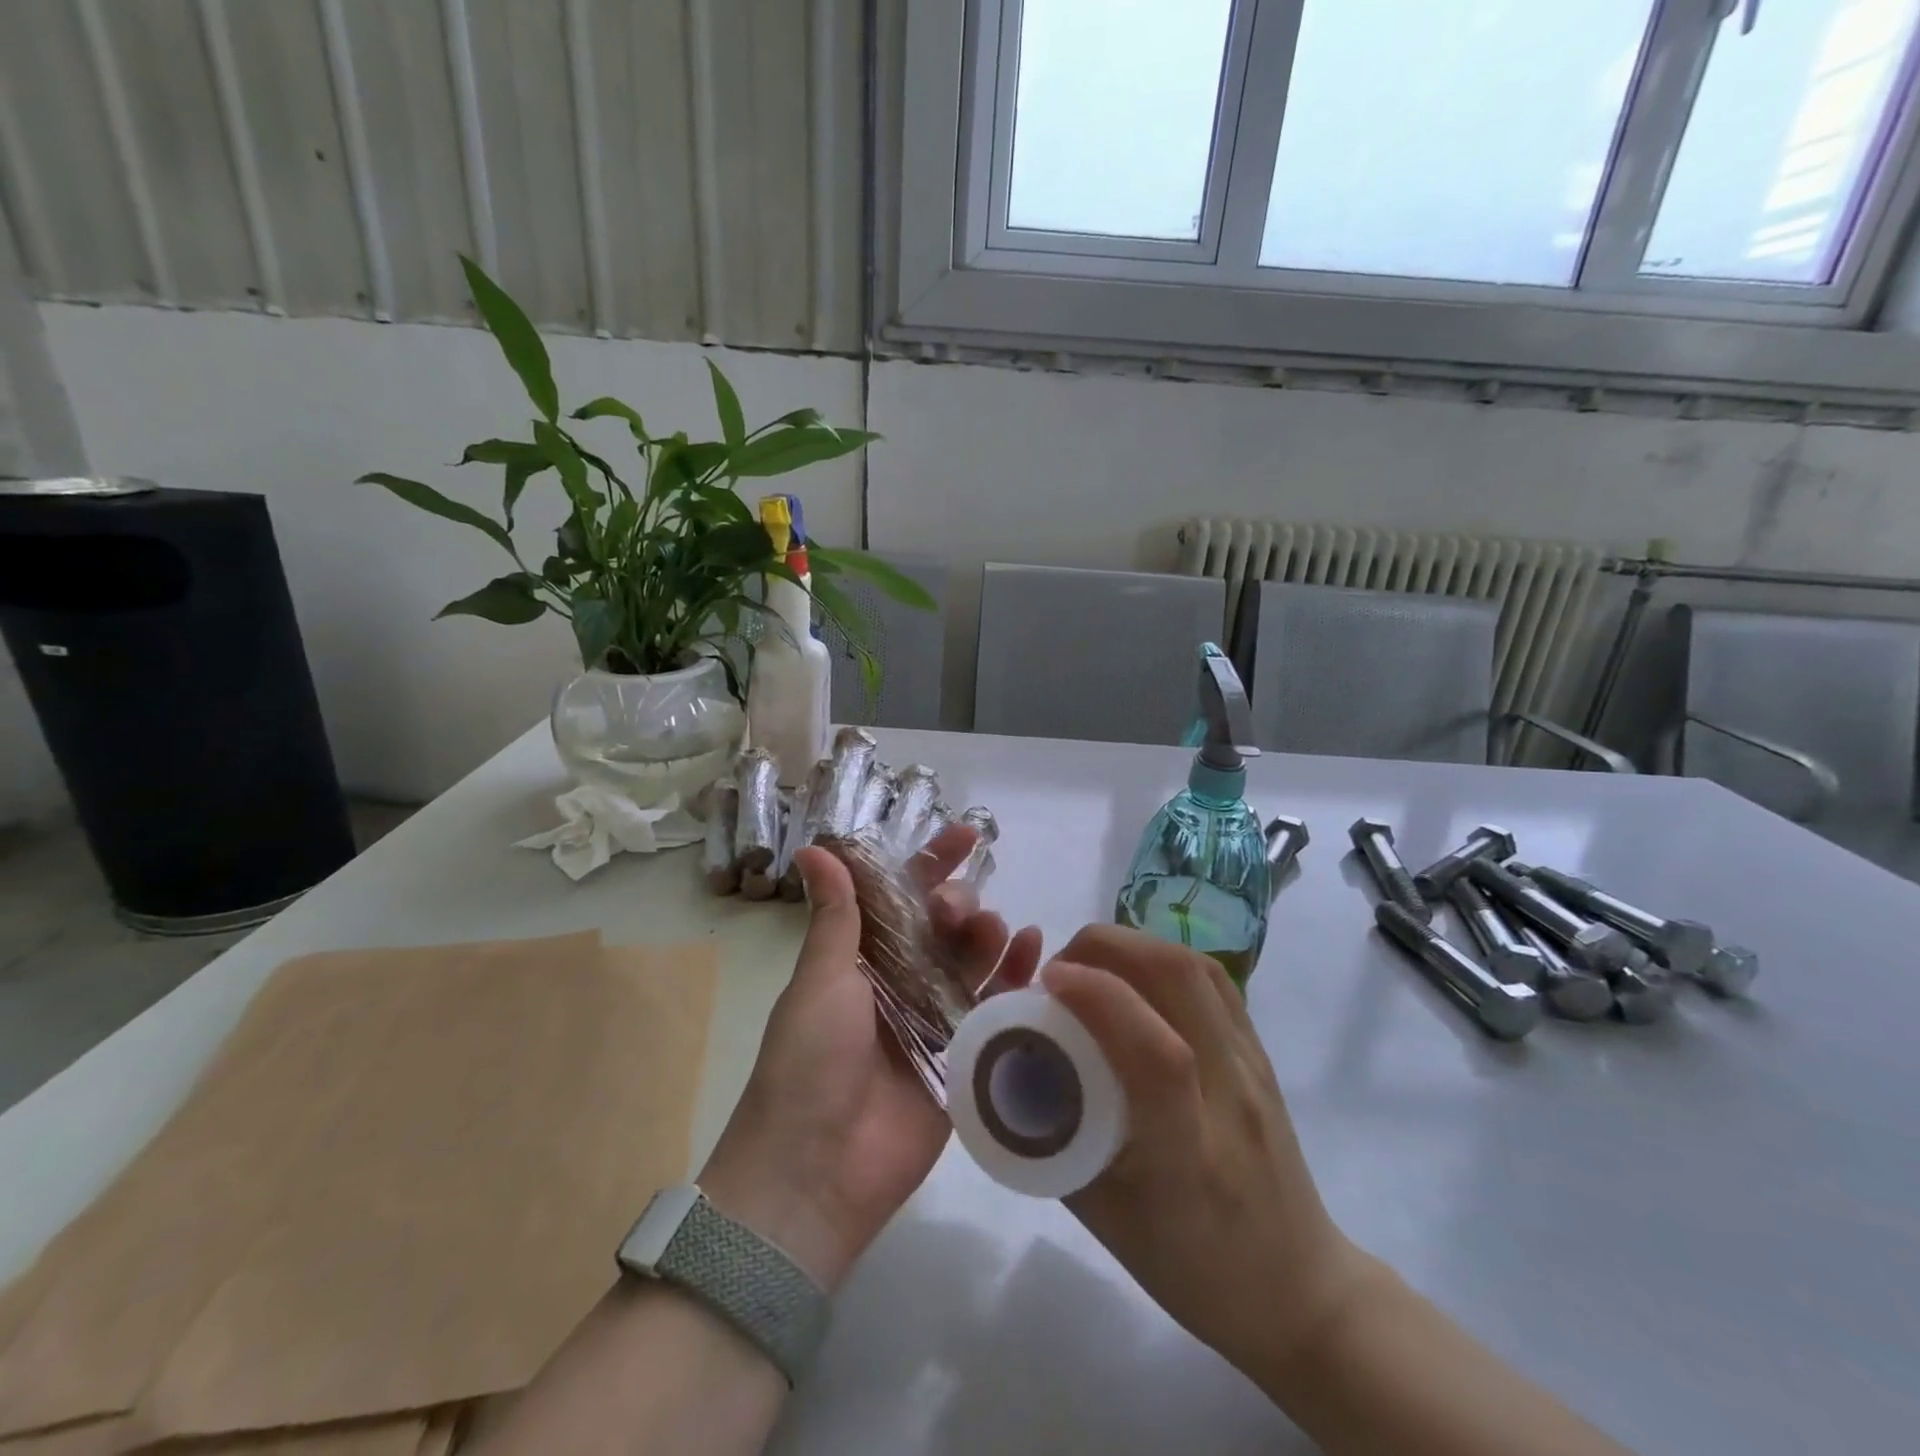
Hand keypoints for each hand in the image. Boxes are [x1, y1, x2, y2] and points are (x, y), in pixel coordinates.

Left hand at [699, 825, 1042, 1291]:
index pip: (901, 897)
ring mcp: (934, 1022)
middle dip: (959, 904)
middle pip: (944, 928)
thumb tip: (815, 847)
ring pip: (973, 963)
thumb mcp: (820, 980)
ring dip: (989, 937)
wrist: (814, 1174)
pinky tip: (1034, 953)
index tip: (965, 835)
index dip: (931, 864)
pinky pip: (996, 1010)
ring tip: (997, 929)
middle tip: (959, 910)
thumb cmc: (808, 1062)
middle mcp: (901, 984)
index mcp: (862, 960)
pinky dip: (1016, 979)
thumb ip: (835, 915)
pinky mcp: (964, 1061)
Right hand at [1041, 926, 1367, 1388]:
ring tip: (1091, 966)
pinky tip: (1133, 977)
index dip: (1098, 997)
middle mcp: (1231, 1095)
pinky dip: (1161, 957)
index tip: (1047, 982)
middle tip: (1059, 969)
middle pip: (1179, 980)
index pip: (1156, 1054)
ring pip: (1197, 967)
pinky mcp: (1261, 1050)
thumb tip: (1014, 1064)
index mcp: (1189, 1155)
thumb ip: (1054, 1136)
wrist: (1298, 1288)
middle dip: (1106, 948)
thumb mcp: (1102, 1218)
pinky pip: (1212, 979)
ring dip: (1133, 945)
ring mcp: (1253, 1066)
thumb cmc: (1191, 1266)